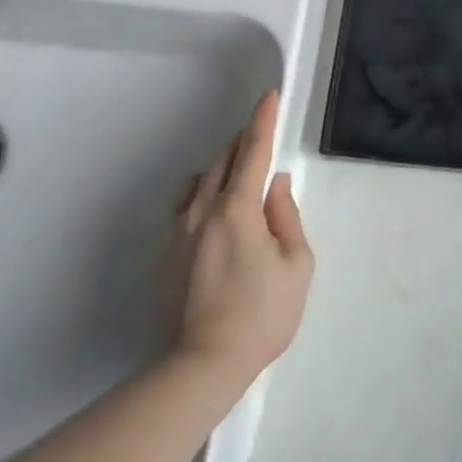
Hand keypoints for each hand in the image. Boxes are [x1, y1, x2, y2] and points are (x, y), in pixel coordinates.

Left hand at [161, 91, 313, 387]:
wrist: (202, 364)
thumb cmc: (262, 313)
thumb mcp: (297, 264)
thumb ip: (286, 216)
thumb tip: (276, 184)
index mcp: (238, 208)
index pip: (253, 151)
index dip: (263, 121)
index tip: (269, 96)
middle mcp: (202, 210)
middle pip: (222, 160)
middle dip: (243, 142)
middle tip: (260, 137)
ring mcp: (178, 232)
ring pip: (199, 182)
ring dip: (221, 169)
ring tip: (239, 178)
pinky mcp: (164, 255)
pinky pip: (185, 208)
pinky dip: (203, 196)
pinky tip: (214, 215)